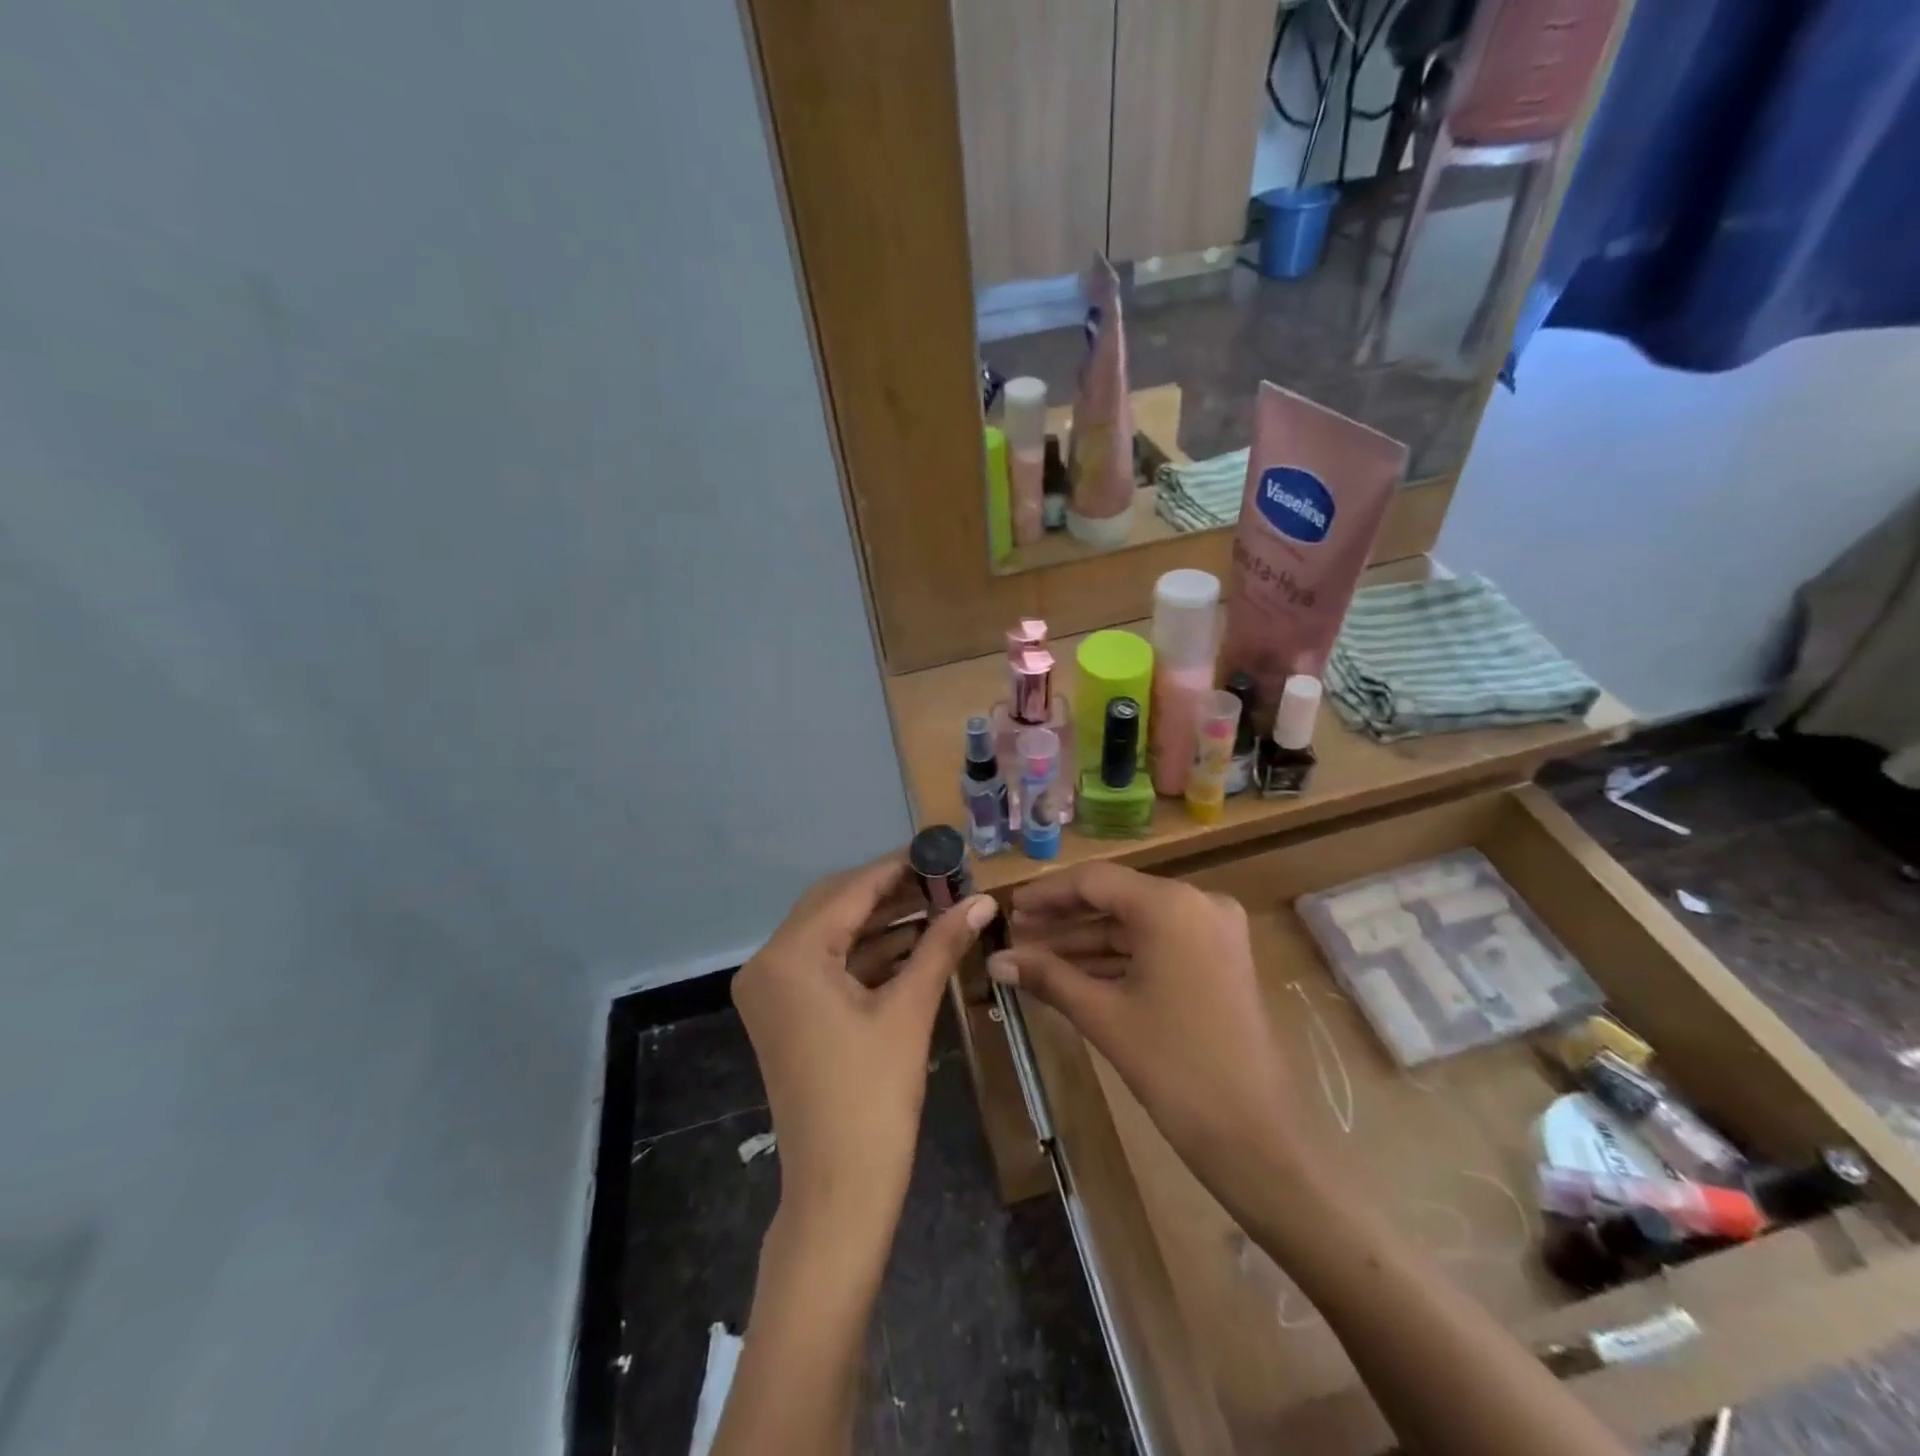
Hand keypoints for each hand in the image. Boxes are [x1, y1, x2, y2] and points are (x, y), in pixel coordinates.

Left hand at [734, 854, 997, 1236]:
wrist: (839, 1191)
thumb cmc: (873, 1096)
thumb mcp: (910, 1010)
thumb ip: (942, 944)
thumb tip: (984, 899)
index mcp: (790, 956)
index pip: (850, 890)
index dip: (898, 866)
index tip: (940, 849)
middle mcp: (769, 963)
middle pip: (836, 905)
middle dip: (891, 891)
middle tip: (944, 878)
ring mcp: (774, 990)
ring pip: (833, 934)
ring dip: (883, 921)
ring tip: (939, 904)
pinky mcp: (787, 1012)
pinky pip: (829, 965)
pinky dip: (869, 953)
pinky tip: (915, 941)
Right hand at [988, 862, 1322, 1206]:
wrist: (1255, 1136)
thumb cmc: (1174, 1068)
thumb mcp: (1104, 1015)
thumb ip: (1047, 976)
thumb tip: (995, 960)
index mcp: (1171, 905)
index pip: (1094, 881)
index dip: (1047, 893)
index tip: (1008, 908)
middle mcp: (1197, 902)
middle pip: (1116, 897)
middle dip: (1065, 918)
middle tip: (1017, 932)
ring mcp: (1213, 930)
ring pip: (1135, 923)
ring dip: (1087, 940)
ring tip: (1035, 955)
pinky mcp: (1219, 958)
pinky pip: (1157, 944)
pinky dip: (1118, 957)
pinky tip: (1075, 972)